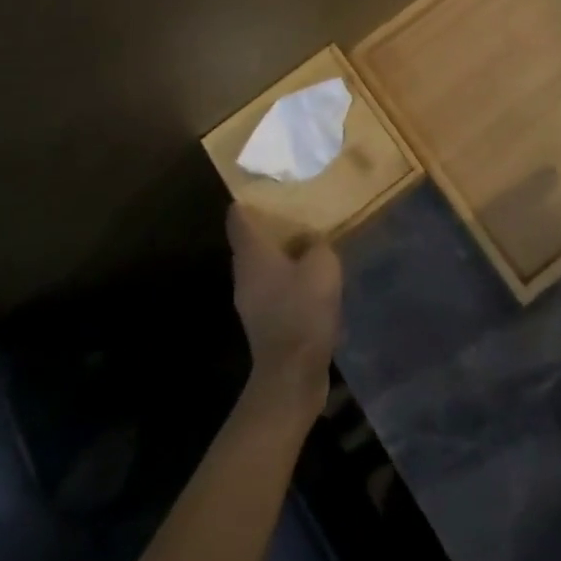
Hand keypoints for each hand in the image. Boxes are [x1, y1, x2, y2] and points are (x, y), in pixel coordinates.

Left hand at [227, 205, 341, 414]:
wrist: (292, 376)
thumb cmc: (302, 310)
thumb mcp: (322, 265)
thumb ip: (318, 244)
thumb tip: (314, 240)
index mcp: (251, 254)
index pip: (237, 217)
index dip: (249, 199)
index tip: (266, 185)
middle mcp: (244, 274)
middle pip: (251, 240)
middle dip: (271, 224)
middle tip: (297, 208)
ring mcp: (251, 300)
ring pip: (263, 265)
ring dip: (282, 253)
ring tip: (309, 240)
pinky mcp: (264, 322)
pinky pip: (275, 288)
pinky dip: (289, 279)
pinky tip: (312, 278)